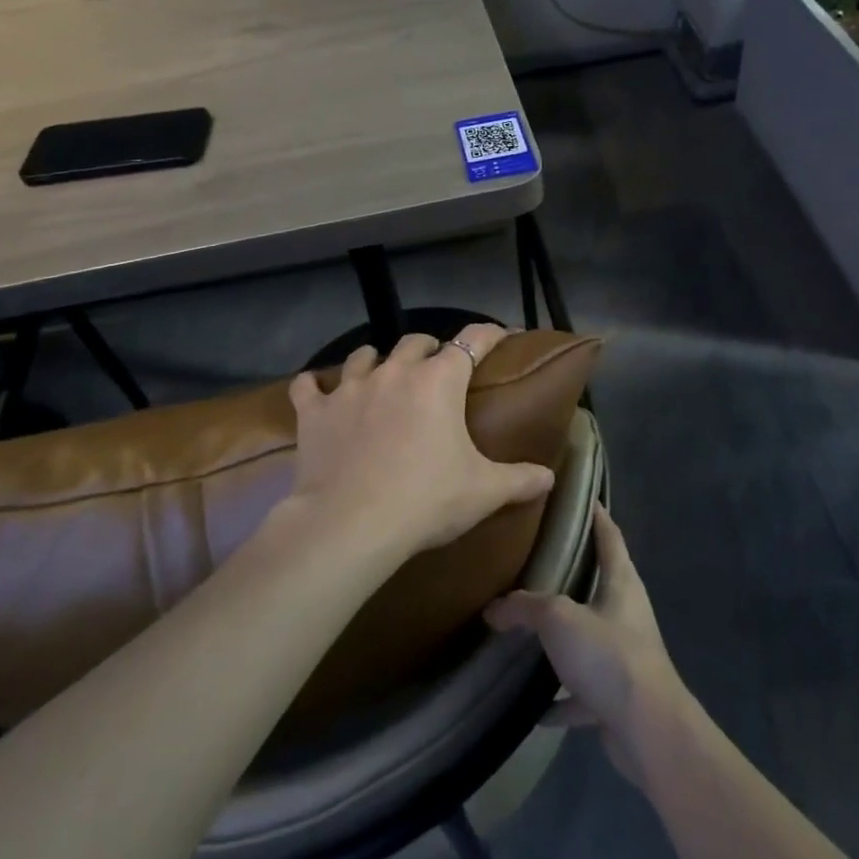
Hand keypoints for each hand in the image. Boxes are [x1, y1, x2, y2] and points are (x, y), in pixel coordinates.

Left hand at [287, 324, 554, 561]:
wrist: (350, 525)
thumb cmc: (425, 501)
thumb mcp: (483, 492)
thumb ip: (520, 479)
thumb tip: (549, 478)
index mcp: (439, 381)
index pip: (473, 340)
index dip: (489, 333)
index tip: (499, 334)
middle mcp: (395, 372)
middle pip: (414, 341)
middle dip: (428, 349)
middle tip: (435, 370)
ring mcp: (350, 388)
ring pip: (363, 355)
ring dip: (376, 360)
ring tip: (381, 375)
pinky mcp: (315, 412)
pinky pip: (309, 386)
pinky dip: (315, 387)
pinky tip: (316, 391)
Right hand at [485, 506, 686, 785]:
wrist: (647, 730)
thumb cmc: (608, 655)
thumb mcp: (559, 619)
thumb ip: (525, 607)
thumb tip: (492, 608)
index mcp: (621, 582)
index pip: (609, 535)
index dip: (596, 514)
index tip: (579, 496)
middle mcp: (627, 613)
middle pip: (600, 583)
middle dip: (572, 573)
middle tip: (535, 559)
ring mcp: (624, 656)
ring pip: (589, 637)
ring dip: (564, 638)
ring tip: (528, 629)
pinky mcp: (617, 696)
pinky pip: (582, 691)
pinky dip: (560, 697)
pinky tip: (533, 705)